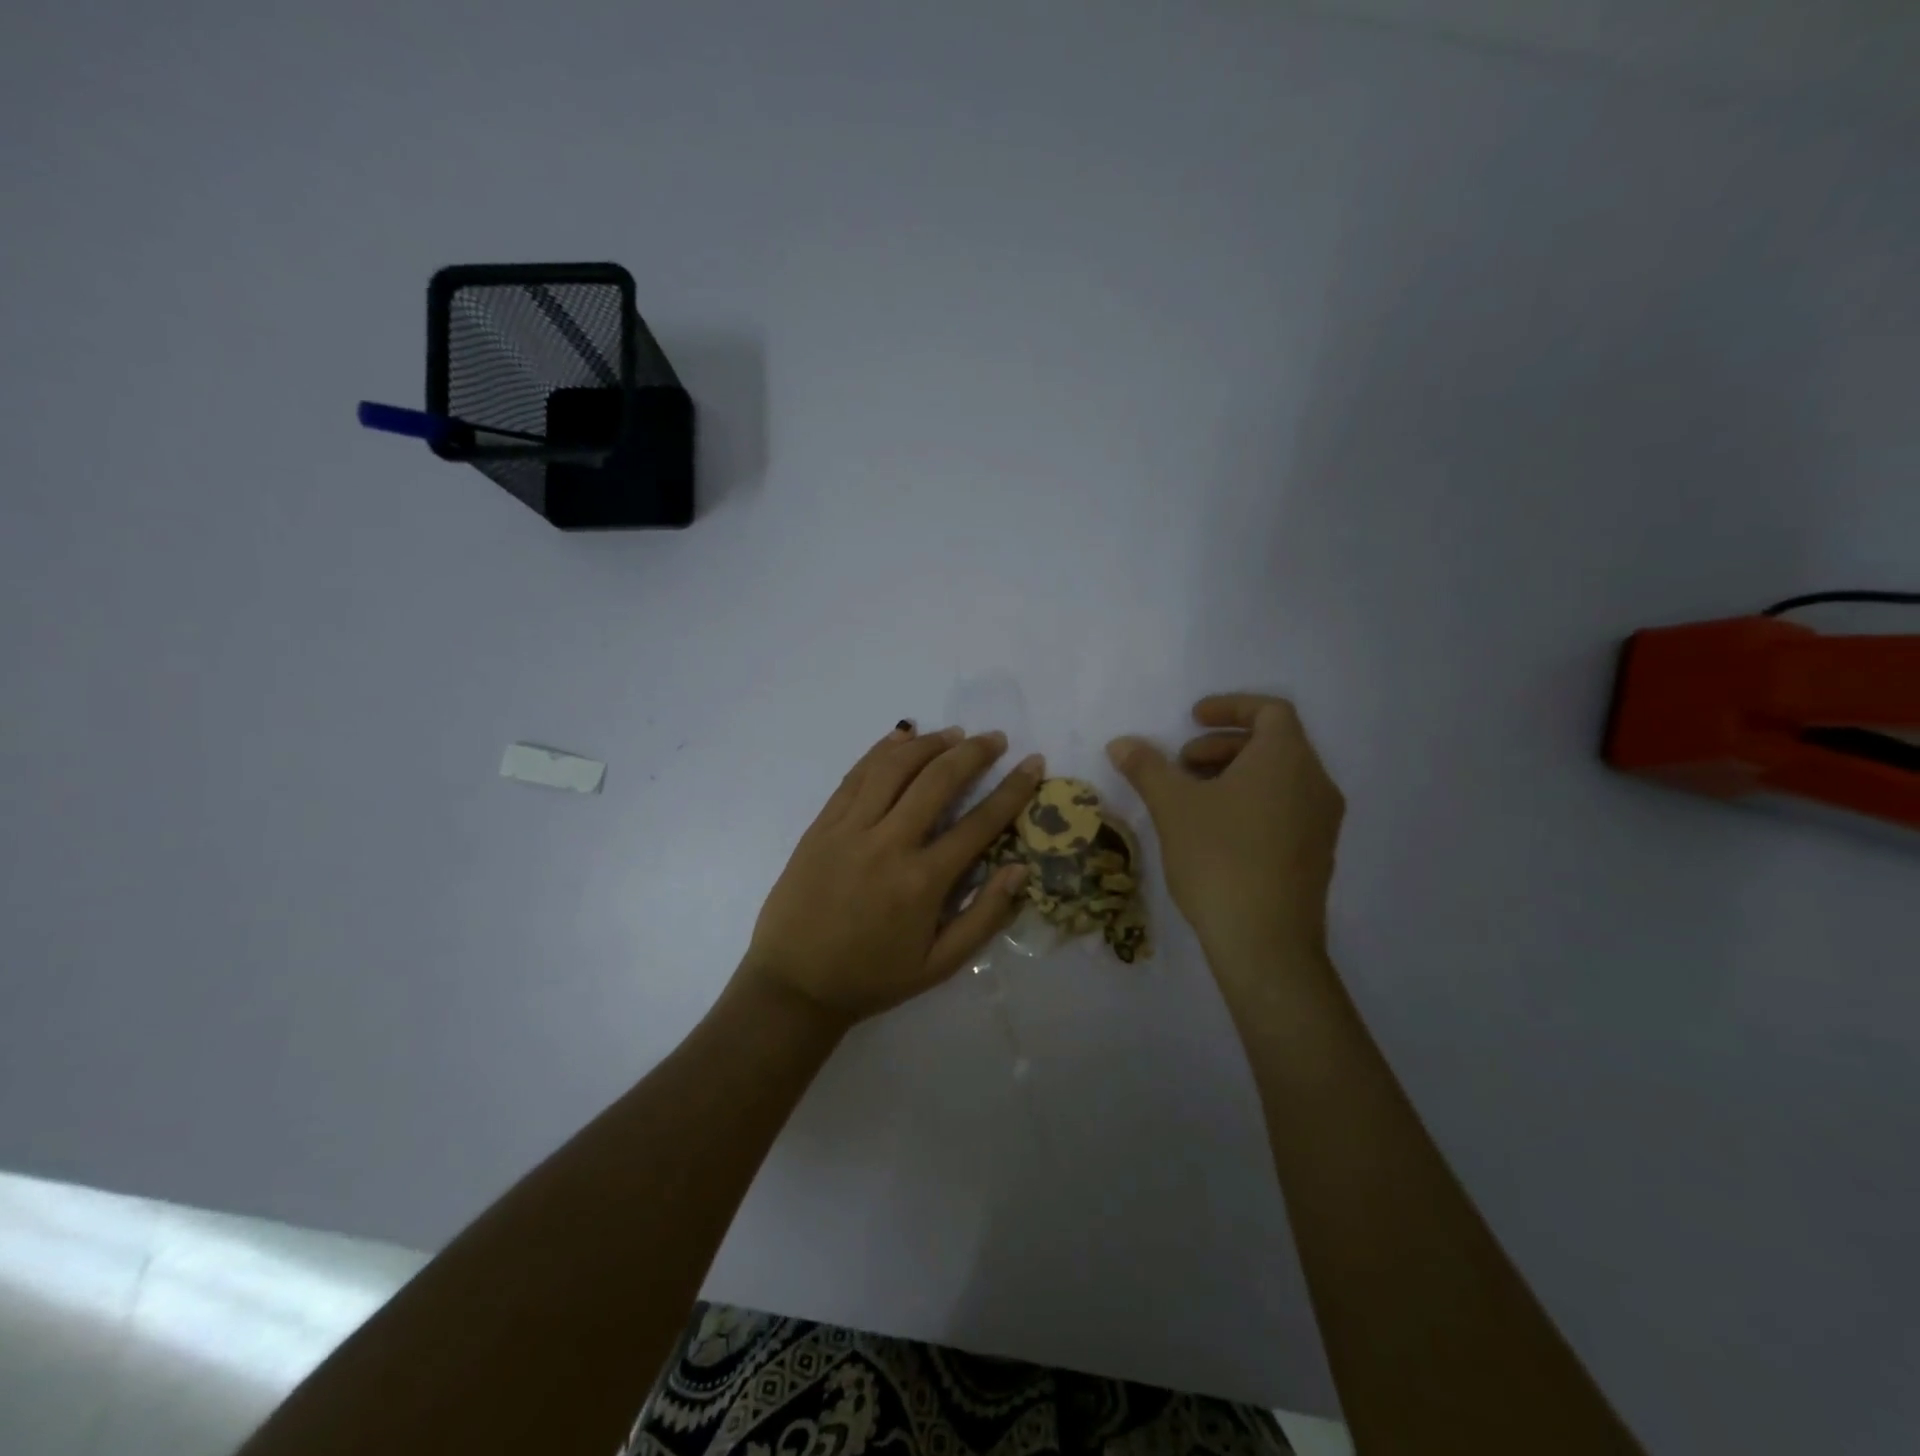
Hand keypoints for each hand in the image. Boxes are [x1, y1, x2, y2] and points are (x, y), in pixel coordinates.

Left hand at [740, 723, 1042, 1024]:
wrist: (794, 984)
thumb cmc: (872, 978)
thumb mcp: (940, 965)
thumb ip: (984, 916)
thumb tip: (1020, 868)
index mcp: (922, 882)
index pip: (979, 823)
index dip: (1013, 789)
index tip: (1033, 764)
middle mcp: (888, 844)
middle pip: (937, 780)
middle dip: (973, 753)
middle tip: (995, 738)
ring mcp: (849, 830)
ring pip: (893, 767)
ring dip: (928, 744)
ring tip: (953, 734)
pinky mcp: (821, 825)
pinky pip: (854, 776)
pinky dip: (881, 750)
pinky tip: (900, 736)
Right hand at [1107, 693, 1343, 966]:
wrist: (1266, 943)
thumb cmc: (1220, 858)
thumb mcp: (1173, 806)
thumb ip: (1147, 767)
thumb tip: (1121, 743)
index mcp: (1287, 759)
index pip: (1269, 710)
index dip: (1229, 707)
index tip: (1192, 719)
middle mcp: (1315, 783)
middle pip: (1273, 743)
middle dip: (1222, 745)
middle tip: (1182, 765)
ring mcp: (1321, 822)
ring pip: (1279, 778)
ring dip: (1234, 774)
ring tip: (1192, 799)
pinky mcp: (1316, 854)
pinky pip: (1285, 807)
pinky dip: (1252, 802)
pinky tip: (1215, 832)